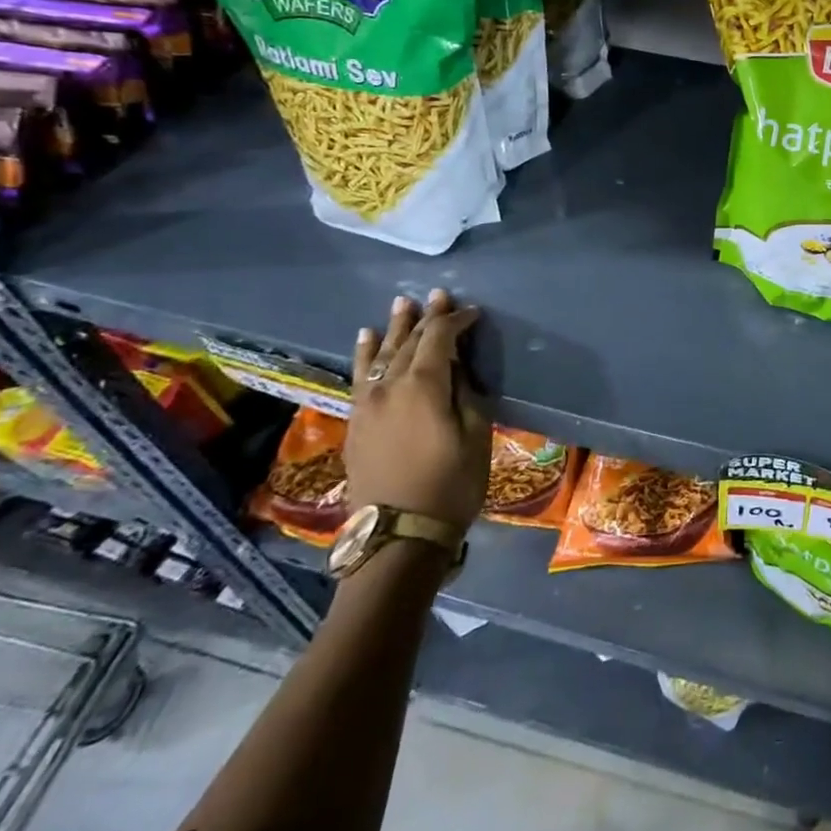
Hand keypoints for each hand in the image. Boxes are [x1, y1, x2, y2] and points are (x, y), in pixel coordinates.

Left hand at [344, 289, 490, 531]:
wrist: (399, 534)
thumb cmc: (451, 484)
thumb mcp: (475, 435)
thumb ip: (465, 394)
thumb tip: (454, 370)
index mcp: (423, 387)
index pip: (439, 339)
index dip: (456, 321)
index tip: (473, 312)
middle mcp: (390, 388)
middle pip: (408, 343)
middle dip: (425, 318)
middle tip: (437, 296)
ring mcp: (368, 405)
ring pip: (380, 355)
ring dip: (393, 329)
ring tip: (401, 305)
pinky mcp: (356, 423)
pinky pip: (360, 377)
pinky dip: (364, 355)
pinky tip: (365, 339)